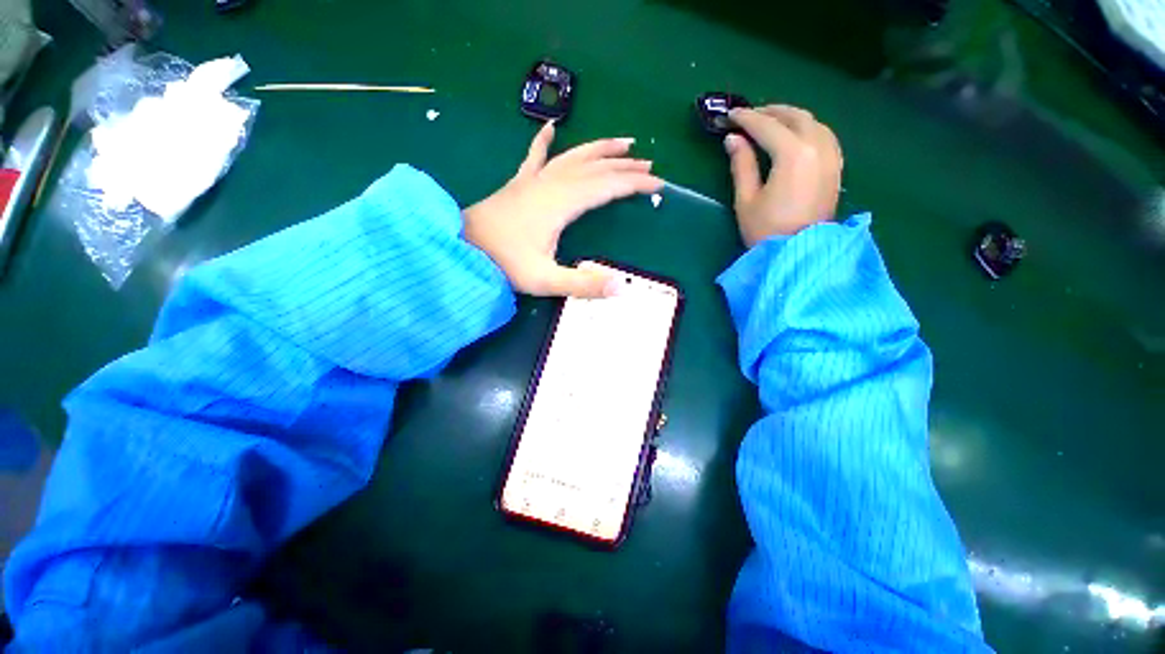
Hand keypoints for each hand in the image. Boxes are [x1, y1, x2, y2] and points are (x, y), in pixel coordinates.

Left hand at [463, 122, 662, 297]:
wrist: (461, 247)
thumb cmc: (503, 263)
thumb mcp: (546, 280)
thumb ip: (584, 284)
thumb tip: (623, 287)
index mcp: (562, 203)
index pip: (607, 186)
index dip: (634, 184)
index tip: (657, 184)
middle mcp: (552, 184)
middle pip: (595, 167)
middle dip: (624, 165)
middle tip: (648, 165)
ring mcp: (534, 180)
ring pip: (574, 156)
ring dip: (599, 148)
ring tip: (622, 142)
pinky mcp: (519, 184)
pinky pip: (535, 156)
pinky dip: (544, 140)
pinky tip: (550, 127)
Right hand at [724, 105, 842, 245]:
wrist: (799, 254)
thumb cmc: (767, 230)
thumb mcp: (746, 199)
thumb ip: (741, 165)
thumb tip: (733, 140)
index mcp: (793, 154)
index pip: (768, 126)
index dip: (747, 119)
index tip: (730, 116)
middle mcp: (818, 147)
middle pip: (795, 117)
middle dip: (771, 112)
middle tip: (749, 116)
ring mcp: (832, 156)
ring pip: (813, 123)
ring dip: (791, 117)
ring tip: (771, 122)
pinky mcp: (836, 167)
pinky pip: (824, 135)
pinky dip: (807, 128)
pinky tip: (796, 136)